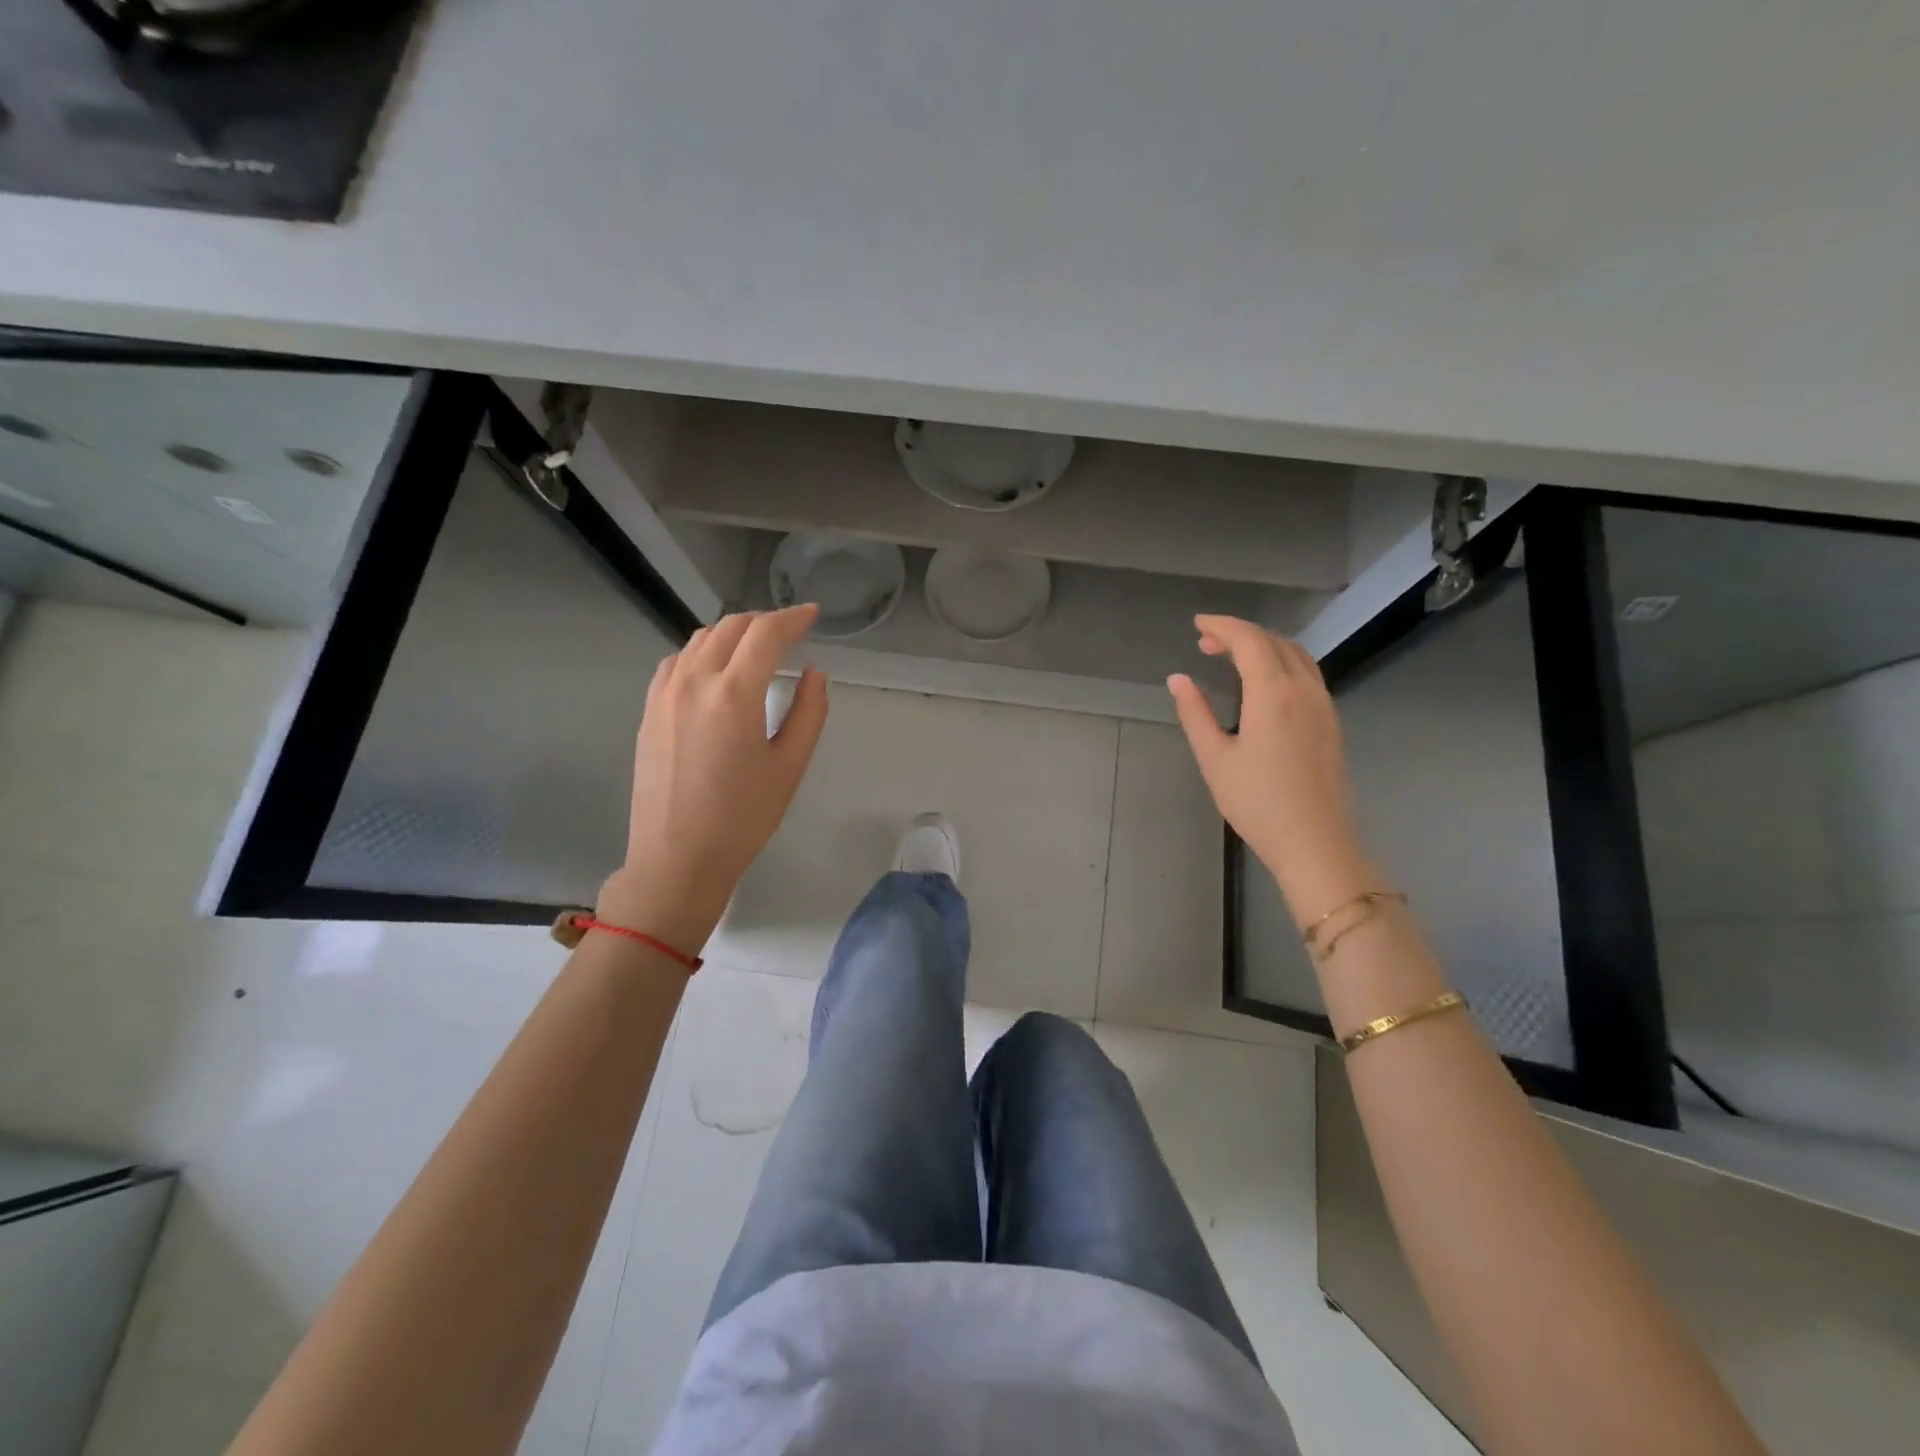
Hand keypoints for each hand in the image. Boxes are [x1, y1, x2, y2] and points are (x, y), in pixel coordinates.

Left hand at [600, 606, 828, 953]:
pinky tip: (716, 670)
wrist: (677, 858)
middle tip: (791, 631)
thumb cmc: (743, 817)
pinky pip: (677, 661)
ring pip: (701, 639)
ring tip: (757, 647)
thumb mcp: (790, 766)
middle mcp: (694, 681)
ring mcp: (665, 693)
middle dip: (765, 621)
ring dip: (733, 633)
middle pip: (731, 627)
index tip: (813, 614)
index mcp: (734, 693)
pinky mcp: (649, 710)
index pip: (766, 633)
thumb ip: (808, 711)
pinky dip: (703, 652)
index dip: (793, 618)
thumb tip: (813, 673)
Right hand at [1168, 615, 1378, 925]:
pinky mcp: (1331, 723)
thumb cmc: (1257, 803)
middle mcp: (1304, 690)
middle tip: (1206, 643)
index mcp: (1273, 693)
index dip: (1222, 626)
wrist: (1315, 843)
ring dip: (1263, 647)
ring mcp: (1324, 706)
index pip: (1249, 641)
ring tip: (1231, 658)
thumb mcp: (1214, 758)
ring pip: (1296, 656)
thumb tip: (1178, 679)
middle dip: (1240, 634)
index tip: (1197, 625)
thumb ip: (1195, 713)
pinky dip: (1281, 664)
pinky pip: (1307, 675)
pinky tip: (1262, 684)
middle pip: (1275, 642)